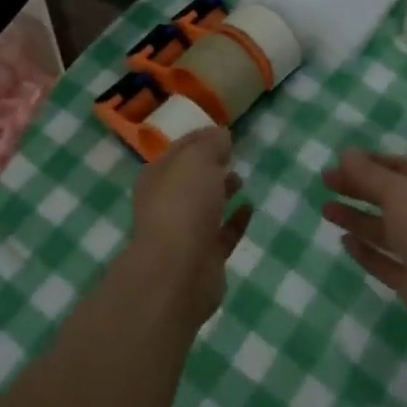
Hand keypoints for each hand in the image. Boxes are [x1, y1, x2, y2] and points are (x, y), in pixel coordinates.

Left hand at [128, 127, 251, 327]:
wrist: (178, 272)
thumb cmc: (183, 205)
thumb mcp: (197, 159)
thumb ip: (210, 144)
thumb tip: (220, 135)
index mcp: (157, 176)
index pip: (180, 150)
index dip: (200, 139)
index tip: (224, 133)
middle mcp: (166, 203)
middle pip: (191, 179)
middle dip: (210, 166)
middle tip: (232, 157)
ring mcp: (184, 233)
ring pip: (205, 206)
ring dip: (222, 191)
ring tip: (241, 180)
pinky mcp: (204, 258)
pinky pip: (222, 234)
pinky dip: (235, 221)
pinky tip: (249, 208)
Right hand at [321, 150, 406, 356]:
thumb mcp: (402, 194)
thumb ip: (371, 174)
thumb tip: (346, 153)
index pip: (399, 167)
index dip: (367, 163)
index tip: (336, 163)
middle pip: (390, 197)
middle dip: (357, 188)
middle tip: (325, 183)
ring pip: (385, 229)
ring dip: (357, 218)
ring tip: (326, 211)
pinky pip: (386, 262)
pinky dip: (366, 251)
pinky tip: (345, 242)